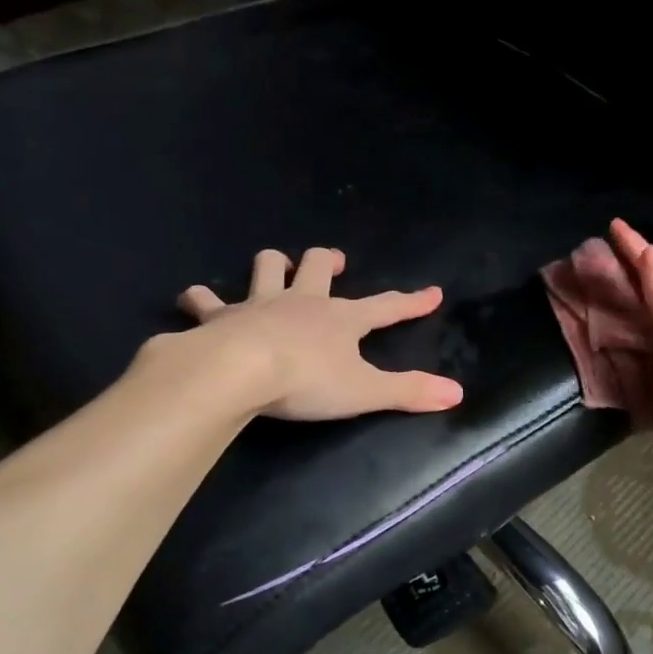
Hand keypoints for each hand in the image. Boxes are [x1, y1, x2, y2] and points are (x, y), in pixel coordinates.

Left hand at [170, 246, 464, 420]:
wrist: (239, 372)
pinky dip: (201, 300)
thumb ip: (410, 392)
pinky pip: (205, 302)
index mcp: (340, 319)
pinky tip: (195, 302)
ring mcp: (258, 305)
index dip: (410, 302)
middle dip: (328, 261)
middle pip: (318, 268)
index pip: (385, 308)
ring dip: (272, 265)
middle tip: (334, 261)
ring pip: (266, 269)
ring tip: (275, 266)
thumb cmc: (307, 381)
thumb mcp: (366, 391)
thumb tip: (457, 393)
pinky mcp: (219, 318)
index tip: (432, 293)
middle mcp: (301, 302)